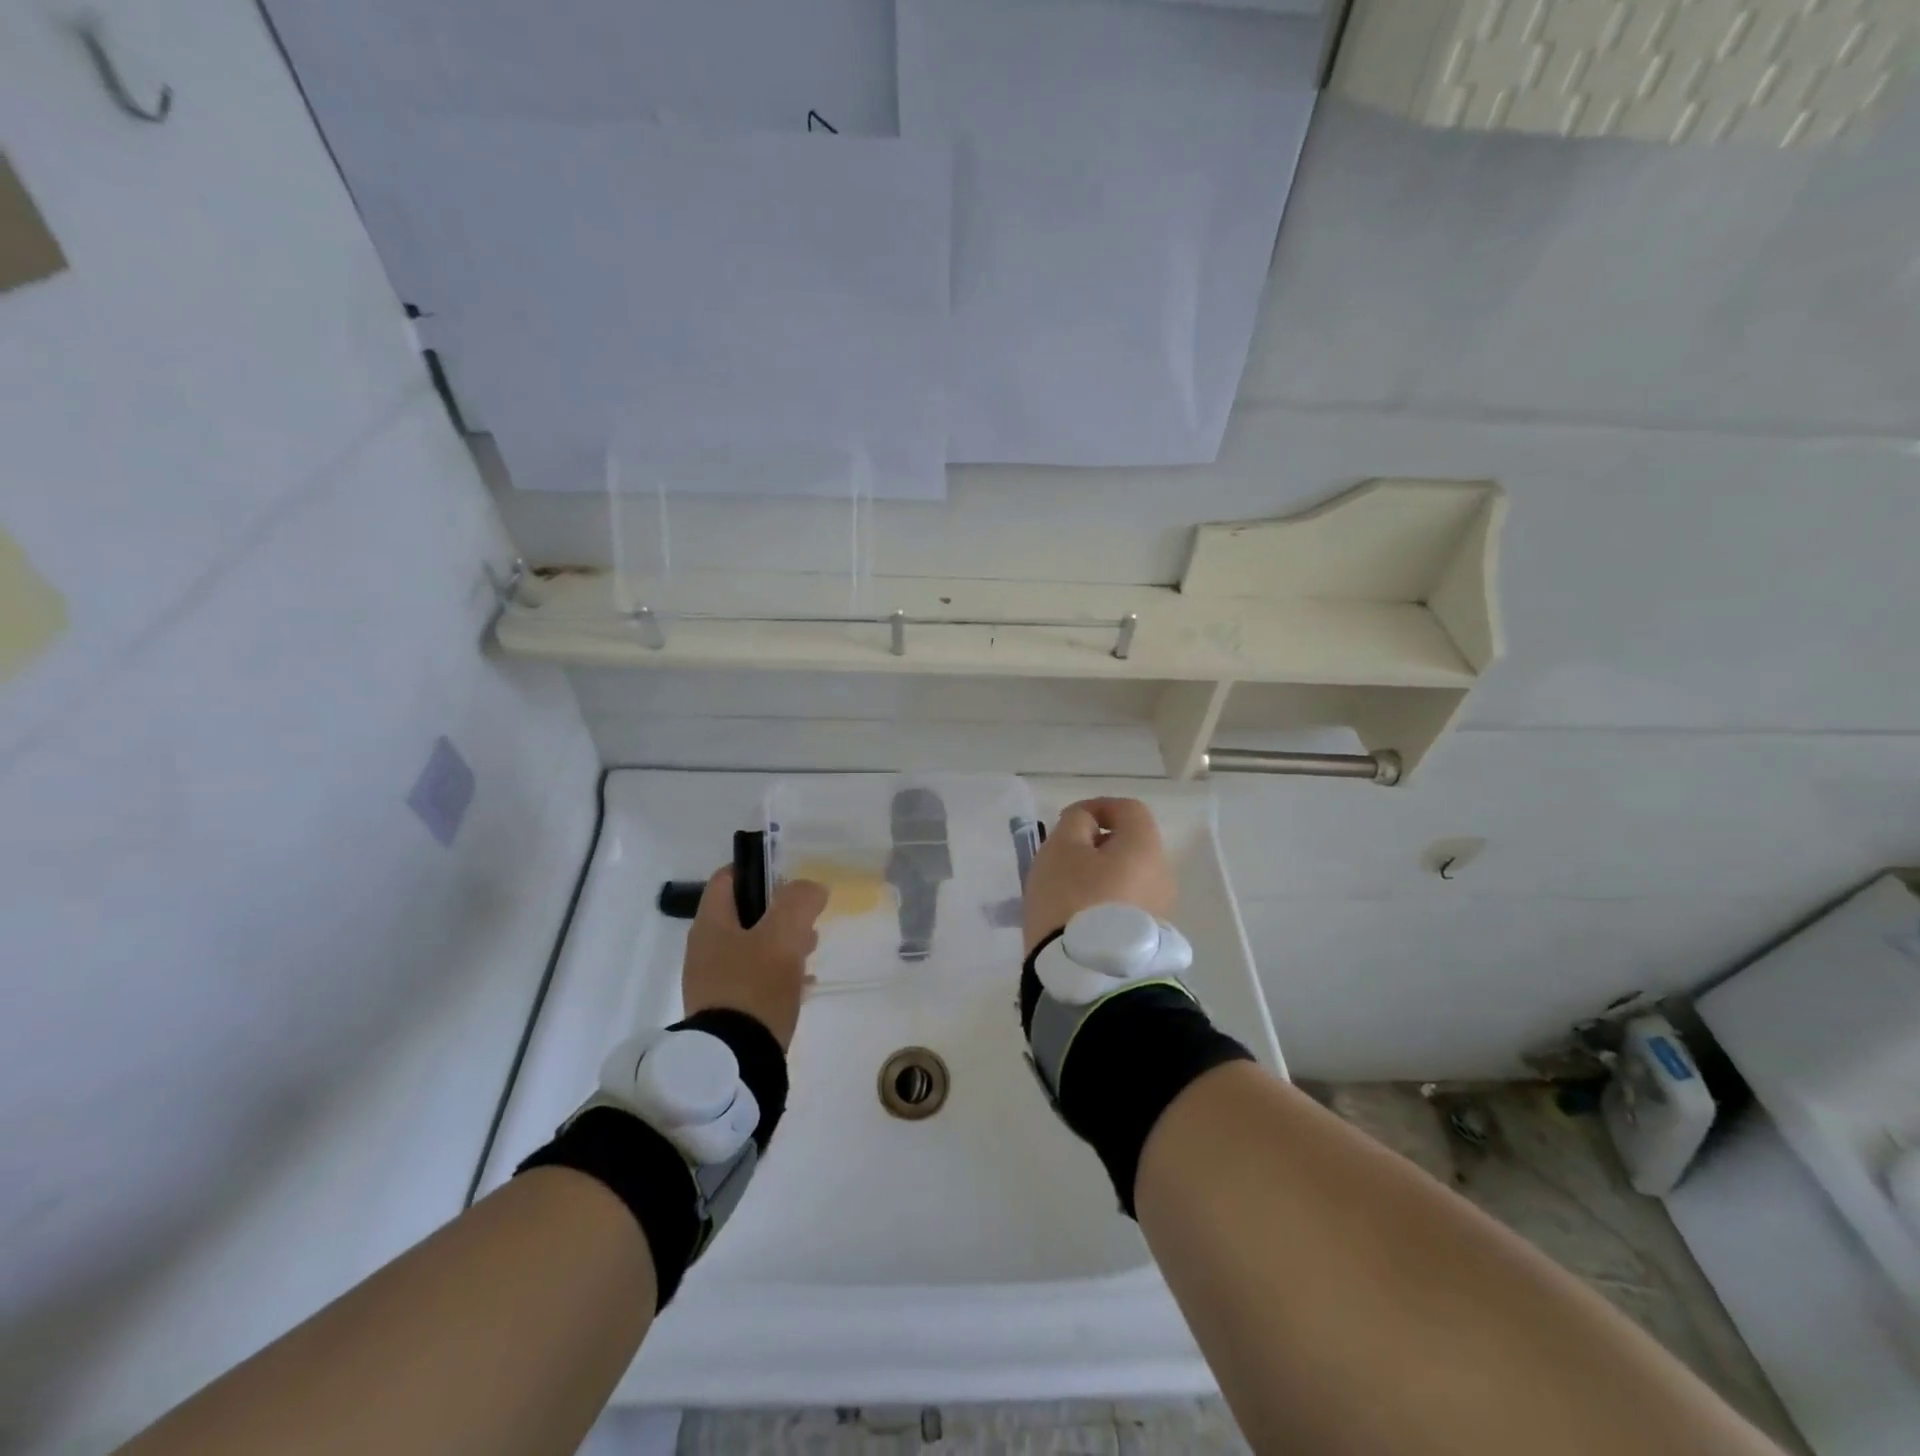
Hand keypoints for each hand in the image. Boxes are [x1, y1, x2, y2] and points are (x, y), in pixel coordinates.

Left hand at [683, 868, 828, 1049]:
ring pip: (752, 947)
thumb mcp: (783, 934)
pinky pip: (755, 980)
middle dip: (779, 912)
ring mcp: (713, 982)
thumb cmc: (756, 986)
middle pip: (744, 914)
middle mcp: (705, 949)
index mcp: (711, 924)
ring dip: (782, 943)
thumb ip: (799, 901)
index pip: (727, 878)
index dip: (758, 869)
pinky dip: (779, 974)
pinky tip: (804, 986)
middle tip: (809, 921)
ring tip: (810, 952)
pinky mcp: (726, 1010)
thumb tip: (811, 888)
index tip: (790, 877)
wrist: (736, 1061)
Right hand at [1023, 798, 1176, 954]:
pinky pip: (1127, 904)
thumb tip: (1088, 823)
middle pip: (1131, 844)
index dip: (1097, 806)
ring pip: (1128, 876)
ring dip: (1100, 875)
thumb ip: (1076, 822)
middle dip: (1097, 844)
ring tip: (1067, 891)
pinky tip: (1079, 916)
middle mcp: (1162, 875)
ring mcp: (1161, 910)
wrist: (1087, 975)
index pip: (1128, 809)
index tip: (1067, 821)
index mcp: (1145, 847)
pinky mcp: (1150, 938)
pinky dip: (1105, 901)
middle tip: (1064, 858)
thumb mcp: (1061, 848)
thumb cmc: (1071, 899)